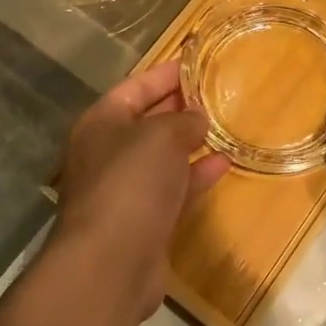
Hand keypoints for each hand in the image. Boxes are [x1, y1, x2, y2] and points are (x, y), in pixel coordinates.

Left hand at [52, 60, 228, 320]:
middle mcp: (107, 152)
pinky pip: (172, 188)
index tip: (195, 62)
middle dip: (179, 107)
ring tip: (224, 125)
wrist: (111, 262)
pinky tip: (223, 165)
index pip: (135, 87)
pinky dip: (195, 176)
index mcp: (101, 122)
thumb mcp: (162, 136)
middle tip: (216, 92)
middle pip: (147, 120)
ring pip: (161, 156)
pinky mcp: (143, 220)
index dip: (165, 74)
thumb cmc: (131, 182)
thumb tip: (196, 119)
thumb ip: (182, 120)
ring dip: (190, 142)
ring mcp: (124, 189)